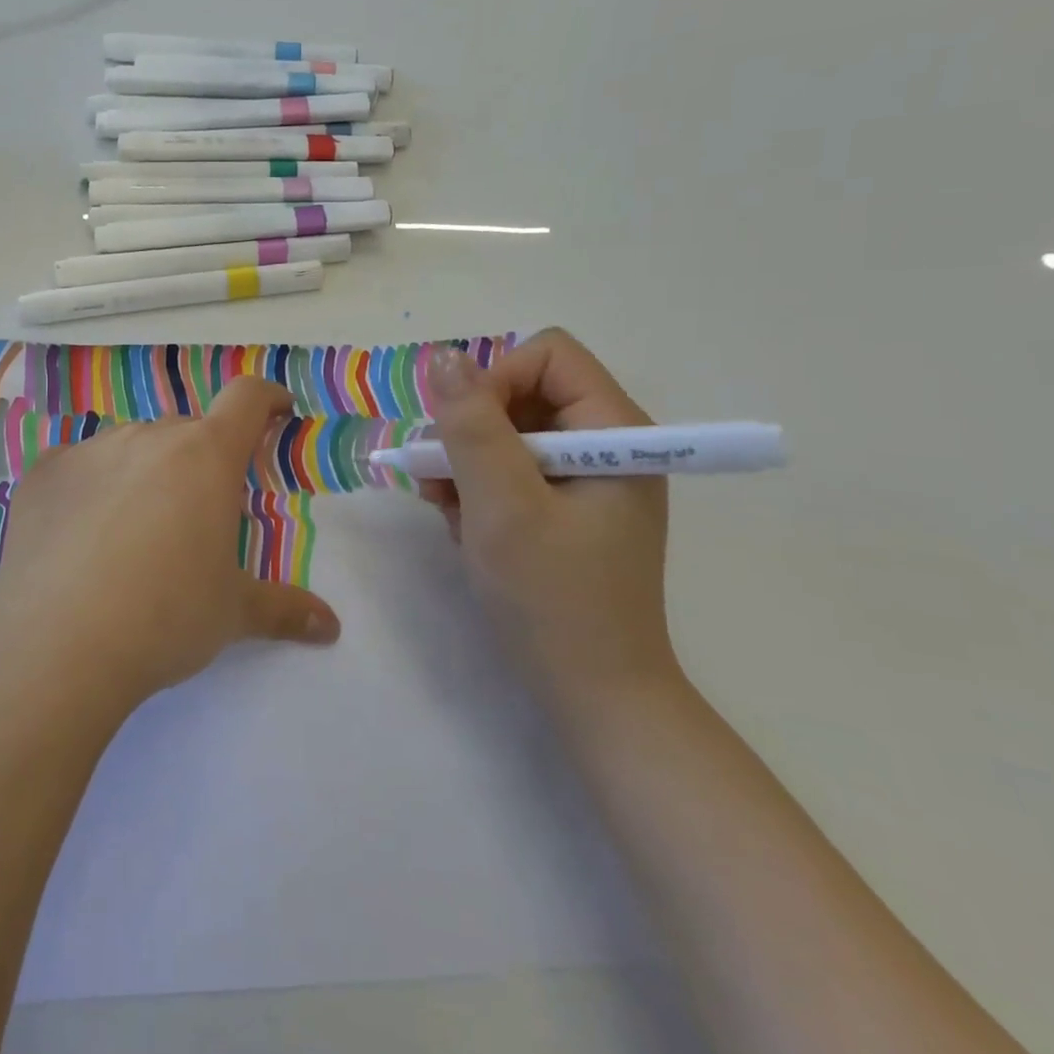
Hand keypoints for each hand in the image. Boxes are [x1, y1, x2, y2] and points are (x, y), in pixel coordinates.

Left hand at [0, 377, 340, 709]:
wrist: (56, 644)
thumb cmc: (163, 618)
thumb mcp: (232, 613)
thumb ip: (284, 610)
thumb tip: (331, 627)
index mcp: (205, 456)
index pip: (246, 399)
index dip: (266, 399)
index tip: (276, 412)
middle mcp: (148, 437)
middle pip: (186, 430)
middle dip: (201, 457)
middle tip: (198, 510)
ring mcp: (90, 450)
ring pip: (131, 445)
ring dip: (145, 470)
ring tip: (134, 529)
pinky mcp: (43, 473)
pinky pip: (78, 464)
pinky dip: (90, 485)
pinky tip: (79, 533)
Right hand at [420, 329, 675, 708]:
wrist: (594, 697)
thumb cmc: (552, 600)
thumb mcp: (502, 506)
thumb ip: (472, 427)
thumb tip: (445, 357)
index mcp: (614, 433)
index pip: (548, 356)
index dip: (495, 379)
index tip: (462, 432)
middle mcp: (605, 446)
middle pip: (523, 393)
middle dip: (471, 428)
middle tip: (438, 476)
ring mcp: (586, 480)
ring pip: (508, 433)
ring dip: (465, 462)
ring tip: (443, 506)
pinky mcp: (565, 509)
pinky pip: (510, 471)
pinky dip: (476, 489)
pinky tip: (460, 524)